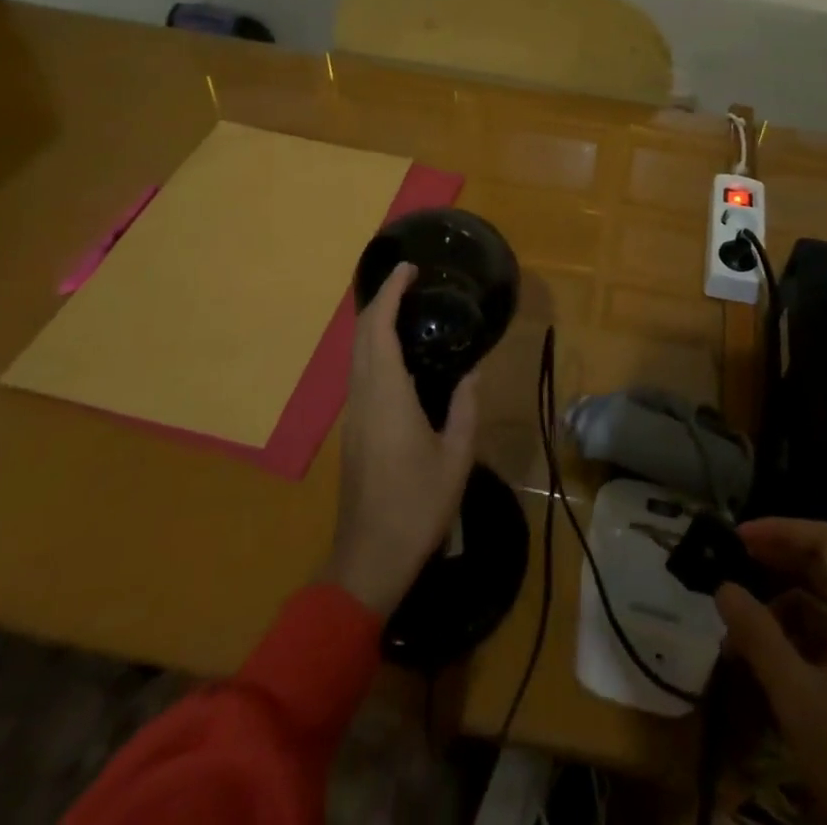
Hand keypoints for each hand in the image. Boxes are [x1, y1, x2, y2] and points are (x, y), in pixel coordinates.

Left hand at [323, 263, 479, 616]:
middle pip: (362, 335)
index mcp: (388, 396)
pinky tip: (398, 352)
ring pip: (356, 354)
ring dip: (375, 323)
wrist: (370, 557)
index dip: (389, 293)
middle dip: (380, 300)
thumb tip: (472, 372)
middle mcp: (364, 396)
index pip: (379, 330)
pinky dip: (374, 346)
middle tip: (411, 280)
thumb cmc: (418, 506)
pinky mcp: (353, 429)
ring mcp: (354, 414)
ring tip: (406, 307)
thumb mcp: (456, 457)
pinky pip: (359, 372)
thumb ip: (465, 408)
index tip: (409, 269)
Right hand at [716, 519, 826, 824]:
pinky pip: (824, 640)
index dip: (780, 530)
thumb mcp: (799, 698)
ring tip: (735, 630)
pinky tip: (759, 661)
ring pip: (819, 606)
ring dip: (777, 608)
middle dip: (773, 565)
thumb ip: (759, 636)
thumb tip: (723, 586)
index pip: (825, 540)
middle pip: (822, 568)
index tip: (737, 538)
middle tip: (728, 570)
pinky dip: (791, 639)